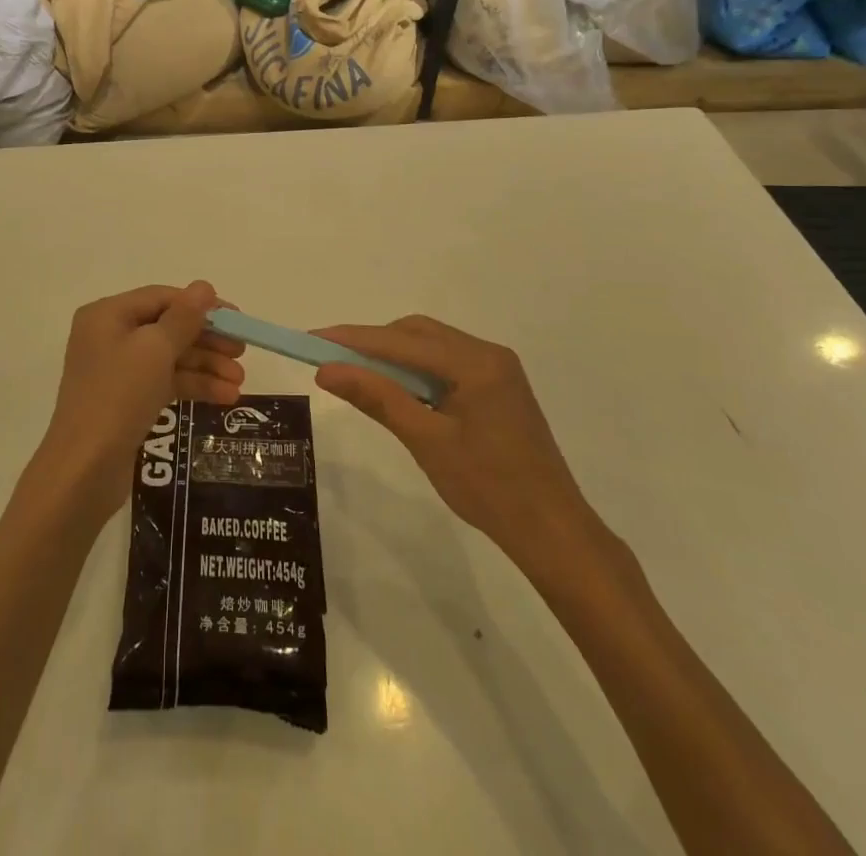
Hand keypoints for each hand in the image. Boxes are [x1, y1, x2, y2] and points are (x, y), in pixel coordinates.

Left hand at [36, 282, 245, 517]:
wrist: (84, 470)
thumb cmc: (117, 397)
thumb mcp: (154, 350)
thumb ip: (183, 317)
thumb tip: (205, 286)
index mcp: (107, 315)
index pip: (162, 298)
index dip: (201, 306)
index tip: (236, 318)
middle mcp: (109, 336)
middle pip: (168, 328)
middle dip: (207, 340)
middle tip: (242, 352)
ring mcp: (117, 370)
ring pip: (170, 358)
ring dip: (206, 367)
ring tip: (240, 383)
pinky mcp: (126, 400)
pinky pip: (165, 382)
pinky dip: (193, 386)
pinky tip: (225, 398)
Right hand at [313, 316, 610, 578]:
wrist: (553, 532)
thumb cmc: (489, 489)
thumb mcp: (426, 441)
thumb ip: (377, 398)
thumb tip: (327, 370)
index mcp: (476, 362)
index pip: (400, 341)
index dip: (353, 339)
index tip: (312, 339)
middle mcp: (488, 353)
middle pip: (417, 333)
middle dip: (372, 342)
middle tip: (332, 359)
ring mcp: (497, 369)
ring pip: (431, 346)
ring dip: (393, 356)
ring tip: (358, 374)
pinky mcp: (498, 387)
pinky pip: (446, 363)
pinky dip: (416, 371)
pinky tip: (398, 390)